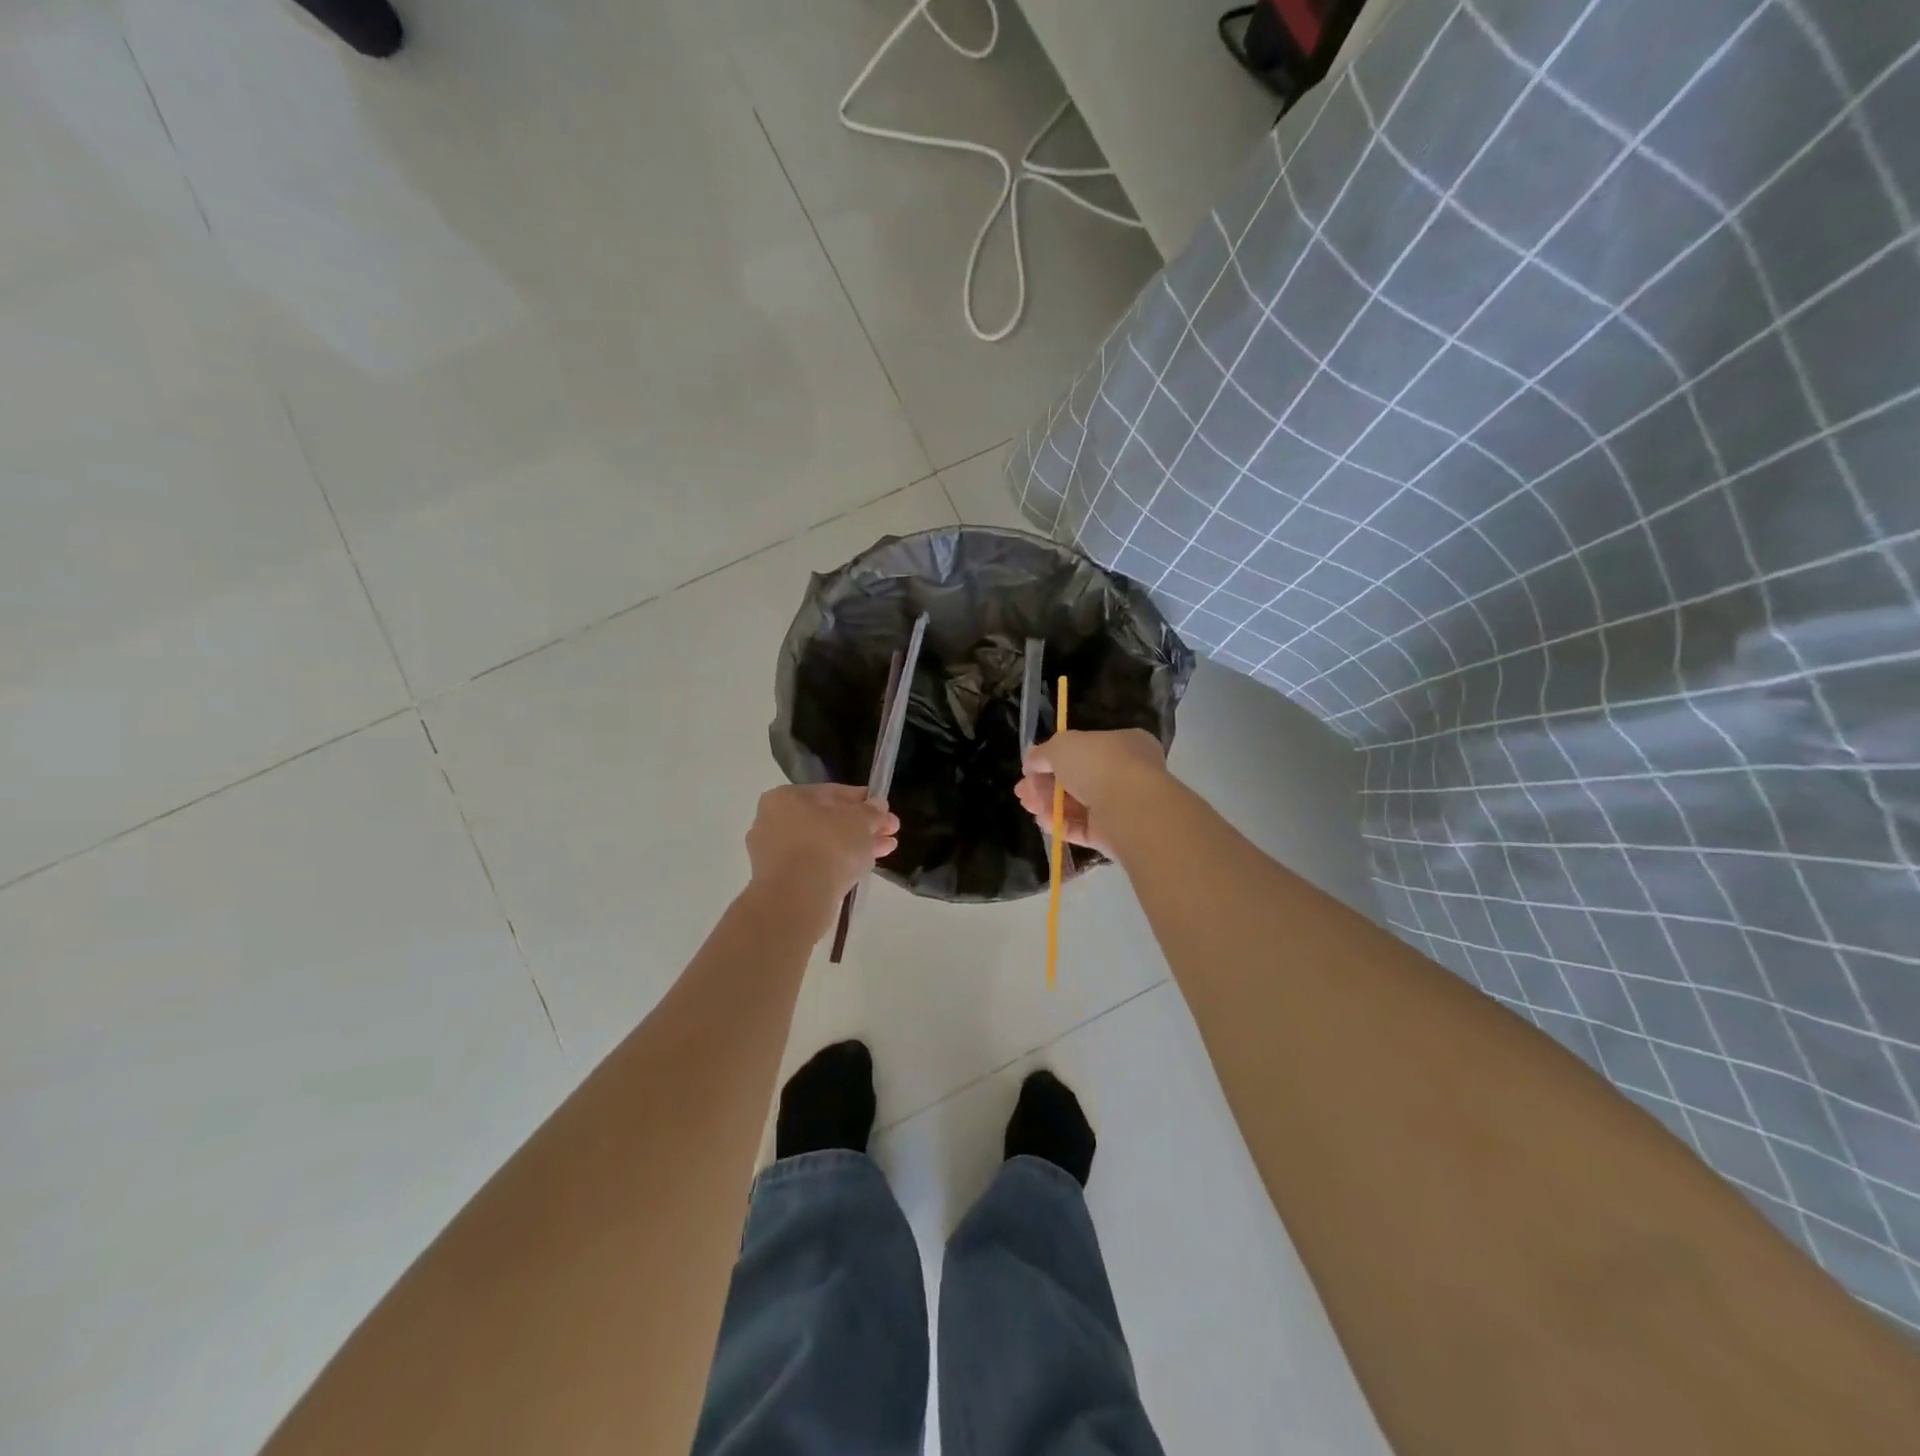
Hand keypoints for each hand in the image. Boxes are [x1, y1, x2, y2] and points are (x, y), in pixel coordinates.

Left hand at [746, 784, 898, 933]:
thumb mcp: (861, 820)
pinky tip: (863, 867)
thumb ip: (871, 811)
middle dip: (862, 826)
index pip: (831, 793)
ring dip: (855, 845)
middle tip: (891, 831)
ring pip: (823, 844)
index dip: (863, 800)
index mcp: (785, 797)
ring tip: (887, 849)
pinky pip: (815, 865)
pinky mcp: (779, 882)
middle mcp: (772, 822)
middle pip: (827, 820)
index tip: (885, 809)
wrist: (798, 899)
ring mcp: (773, 854)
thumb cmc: (828, 845)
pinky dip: (838, 864)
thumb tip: (877, 806)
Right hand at [1014, 728, 1167, 857]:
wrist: (1130, 808)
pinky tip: (1043, 821)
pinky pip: (1084, 828)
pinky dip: (1062, 824)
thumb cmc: (1099, 763)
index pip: (1085, 749)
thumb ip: (1043, 753)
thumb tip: (1031, 760)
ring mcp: (1122, 806)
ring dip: (1049, 804)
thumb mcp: (1062, 746)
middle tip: (1022, 791)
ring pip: (1078, 804)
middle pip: (1077, 778)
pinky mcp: (1114, 835)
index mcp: (1123, 744)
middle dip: (1045, 785)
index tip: (1030, 767)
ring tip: (1028, 805)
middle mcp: (1126, 773)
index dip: (1053, 757)